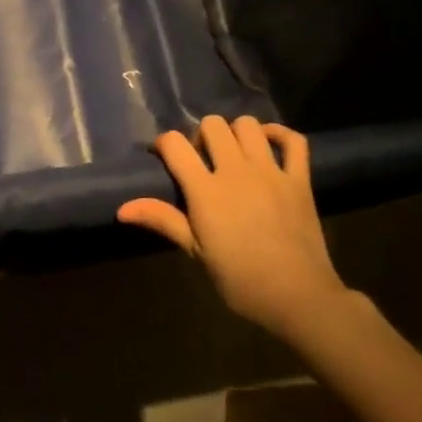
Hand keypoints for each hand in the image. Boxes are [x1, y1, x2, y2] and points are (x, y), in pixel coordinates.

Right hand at [118, 115, 345, 337]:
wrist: (297, 296)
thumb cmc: (239, 279)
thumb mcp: (196, 251)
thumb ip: (163, 220)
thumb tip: (121, 210)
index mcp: (206, 190)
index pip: (175, 144)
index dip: (164, 144)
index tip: (163, 157)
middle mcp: (236, 170)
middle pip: (212, 125)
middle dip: (201, 135)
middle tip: (201, 159)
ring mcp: (271, 171)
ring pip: (248, 125)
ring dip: (236, 133)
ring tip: (233, 154)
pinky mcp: (299, 179)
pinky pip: (293, 141)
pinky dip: (279, 134)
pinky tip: (267, 144)